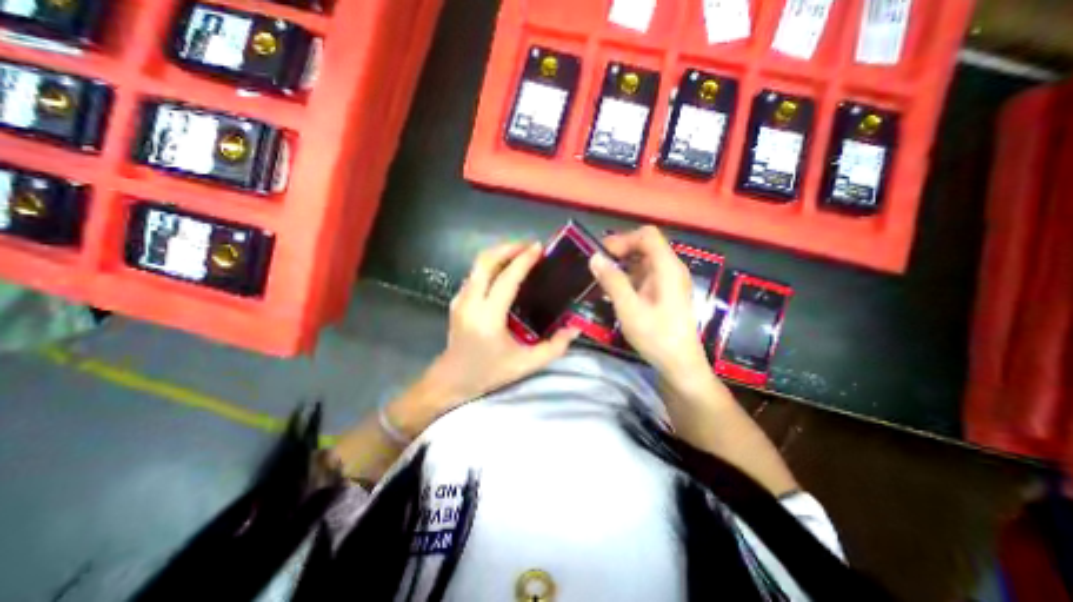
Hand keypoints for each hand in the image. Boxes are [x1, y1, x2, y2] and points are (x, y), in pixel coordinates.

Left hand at [428, 242, 584, 402]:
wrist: (451, 379)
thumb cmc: (488, 372)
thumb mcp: (526, 364)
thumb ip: (554, 347)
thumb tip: (575, 328)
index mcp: (488, 317)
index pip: (506, 279)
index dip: (523, 260)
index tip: (538, 247)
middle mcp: (470, 302)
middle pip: (485, 261)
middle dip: (508, 247)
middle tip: (529, 246)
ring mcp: (460, 299)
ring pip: (478, 264)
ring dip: (499, 253)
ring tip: (520, 253)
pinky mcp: (457, 300)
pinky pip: (475, 274)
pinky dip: (491, 264)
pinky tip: (505, 269)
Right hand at [586, 225, 710, 383]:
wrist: (680, 364)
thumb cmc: (656, 336)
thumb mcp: (629, 309)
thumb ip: (612, 281)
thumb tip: (595, 257)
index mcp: (667, 268)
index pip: (647, 235)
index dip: (624, 239)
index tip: (603, 254)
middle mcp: (671, 269)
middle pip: (646, 246)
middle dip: (621, 251)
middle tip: (598, 266)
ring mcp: (669, 281)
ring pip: (644, 261)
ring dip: (623, 265)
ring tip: (602, 278)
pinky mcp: (665, 292)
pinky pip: (645, 275)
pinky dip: (628, 277)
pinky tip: (615, 291)